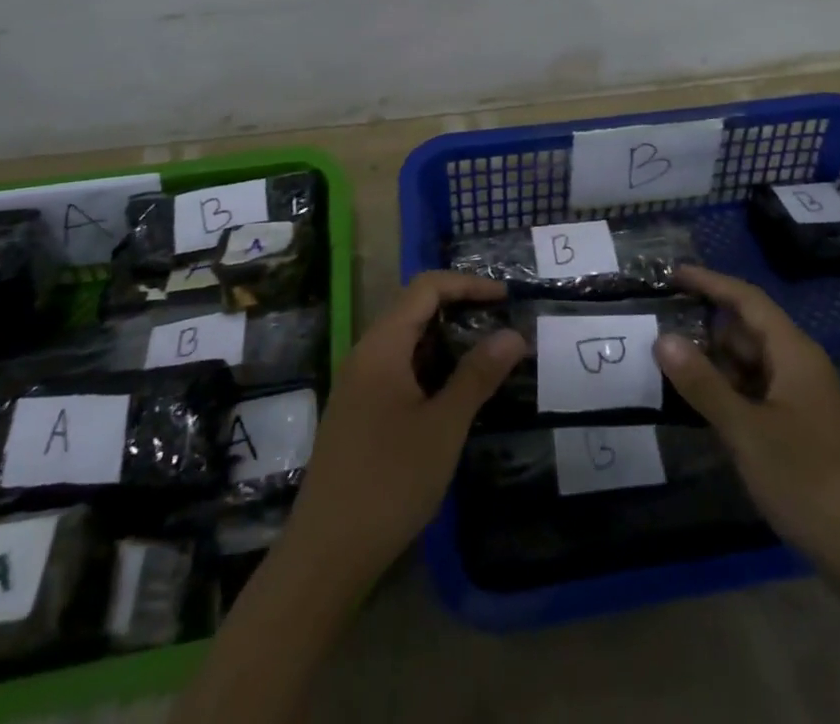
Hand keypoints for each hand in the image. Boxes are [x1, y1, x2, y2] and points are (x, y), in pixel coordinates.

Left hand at [284, 270, 526, 590]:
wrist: (325, 554)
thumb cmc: (389, 482)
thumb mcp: (444, 427)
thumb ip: (478, 375)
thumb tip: (513, 334)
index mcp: (382, 345)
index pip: (426, 288)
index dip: (468, 284)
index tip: (506, 298)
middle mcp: (365, 354)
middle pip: (414, 308)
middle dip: (459, 308)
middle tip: (502, 324)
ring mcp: (358, 383)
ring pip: (406, 340)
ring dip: (446, 340)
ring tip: (487, 356)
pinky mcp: (358, 410)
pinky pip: (398, 367)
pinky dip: (430, 366)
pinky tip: (453, 392)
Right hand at [655, 264, 839, 575]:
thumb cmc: (810, 481)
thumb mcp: (747, 431)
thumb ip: (703, 383)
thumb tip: (662, 339)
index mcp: (793, 353)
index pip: (746, 299)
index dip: (709, 282)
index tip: (671, 275)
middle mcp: (799, 367)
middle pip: (746, 331)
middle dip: (704, 327)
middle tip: (655, 329)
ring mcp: (802, 401)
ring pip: (750, 366)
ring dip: (713, 364)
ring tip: (666, 368)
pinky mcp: (801, 431)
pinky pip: (756, 395)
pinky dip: (727, 393)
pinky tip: (699, 409)